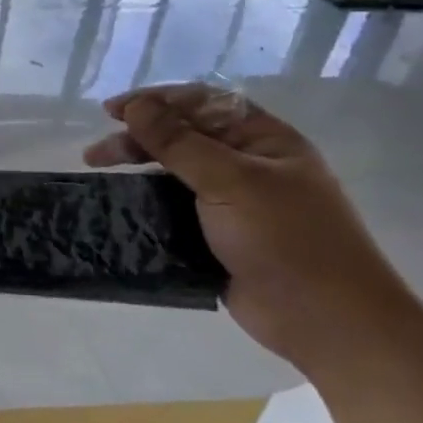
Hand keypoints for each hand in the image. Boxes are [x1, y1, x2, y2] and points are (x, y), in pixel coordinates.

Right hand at [83, 83, 412, 371]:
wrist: (326, 322)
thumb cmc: (286, 239)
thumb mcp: (230, 181)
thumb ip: (178, 142)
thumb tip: (136, 106)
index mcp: (264, 140)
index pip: (202, 103)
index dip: (156, 101)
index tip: (113, 112)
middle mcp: (249, 165)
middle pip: (184, 136)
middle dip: (138, 138)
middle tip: (96, 154)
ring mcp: (234, 203)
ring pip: (175, 174)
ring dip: (138, 170)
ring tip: (100, 176)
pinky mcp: (218, 237)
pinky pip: (175, 210)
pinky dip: (148, 204)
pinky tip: (122, 207)